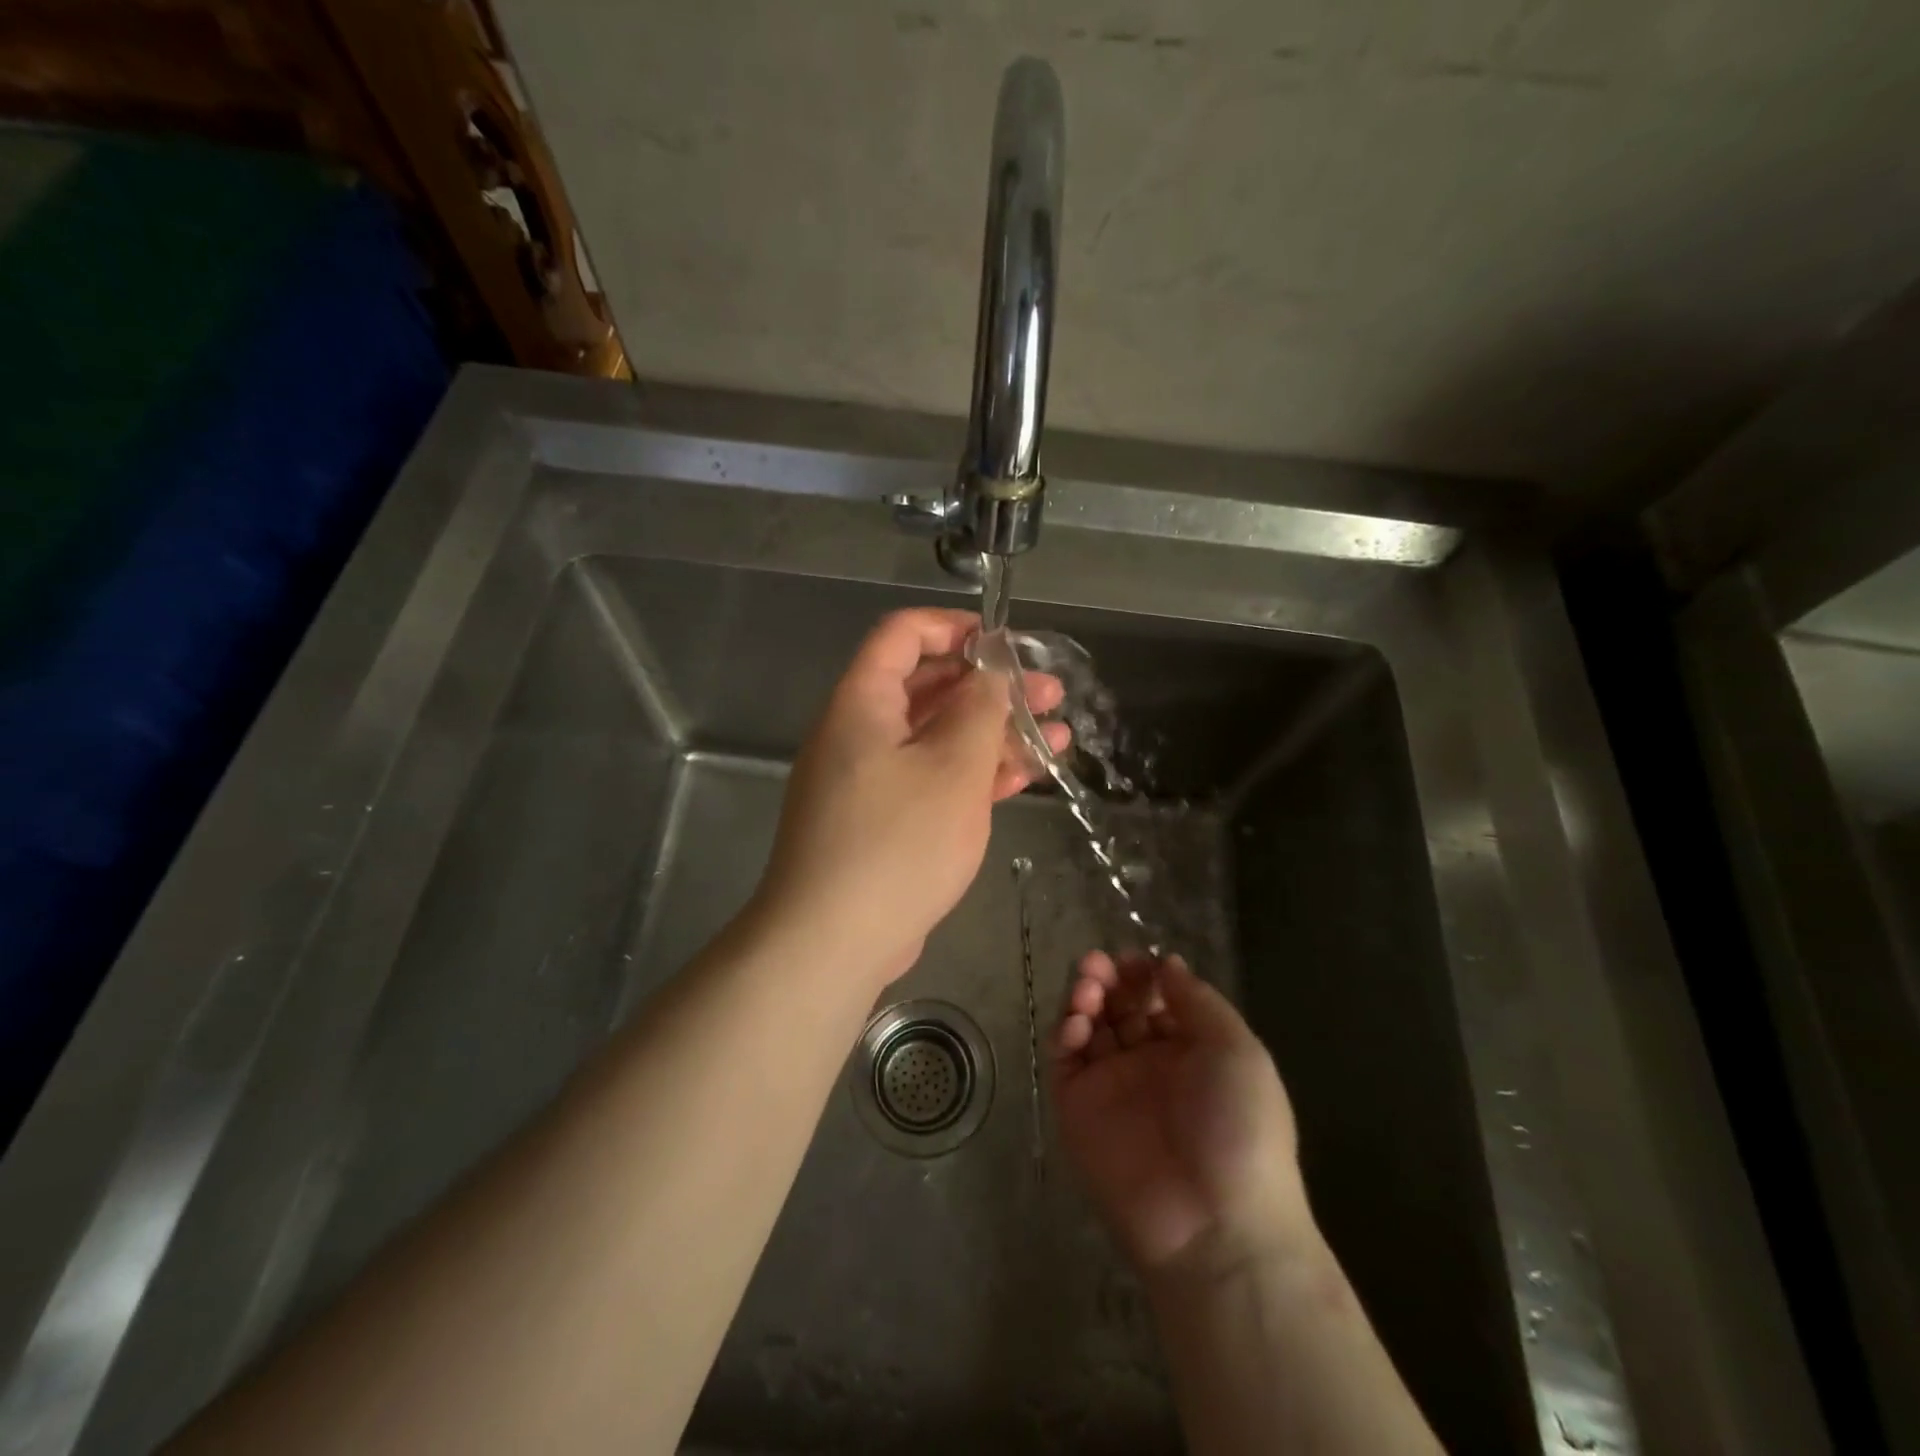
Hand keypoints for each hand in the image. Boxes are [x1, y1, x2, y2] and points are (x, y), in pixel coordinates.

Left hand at [754, 609, 1069, 987]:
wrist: (831, 942)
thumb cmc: (897, 843)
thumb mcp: (953, 768)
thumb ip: (979, 710)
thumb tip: (990, 672)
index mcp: (862, 703)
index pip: (902, 635)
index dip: (955, 627)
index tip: (1007, 643)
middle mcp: (857, 733)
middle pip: (927, 687)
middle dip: (990, 687)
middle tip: (1049, 694)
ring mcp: (867, 780)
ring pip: (935, 738)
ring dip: (991, 733)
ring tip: (1055, 738)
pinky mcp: (879, 822)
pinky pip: (929, 780)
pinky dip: (972, 774)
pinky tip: (1022, 777)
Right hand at [1054, 952, 1312, 1279]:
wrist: (1213, 1224)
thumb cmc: (1239, 1129)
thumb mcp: (1238, 1050)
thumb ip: (1197, 1001)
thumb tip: (1167, 963)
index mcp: (1192, 1050)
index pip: (1157, 998)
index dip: (1143, 974)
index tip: (1133, 960)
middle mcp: (1150, 1063)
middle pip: (1119, 1006)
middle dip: (1108, 978)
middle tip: (1098, 966)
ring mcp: (1112, 1085)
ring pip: (1089, 1026)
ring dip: (1084, 997)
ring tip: (1088, 989)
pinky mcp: (1078, 1108)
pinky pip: (1065, 1060)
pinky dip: (1064, 1033)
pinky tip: (1077, 1024)